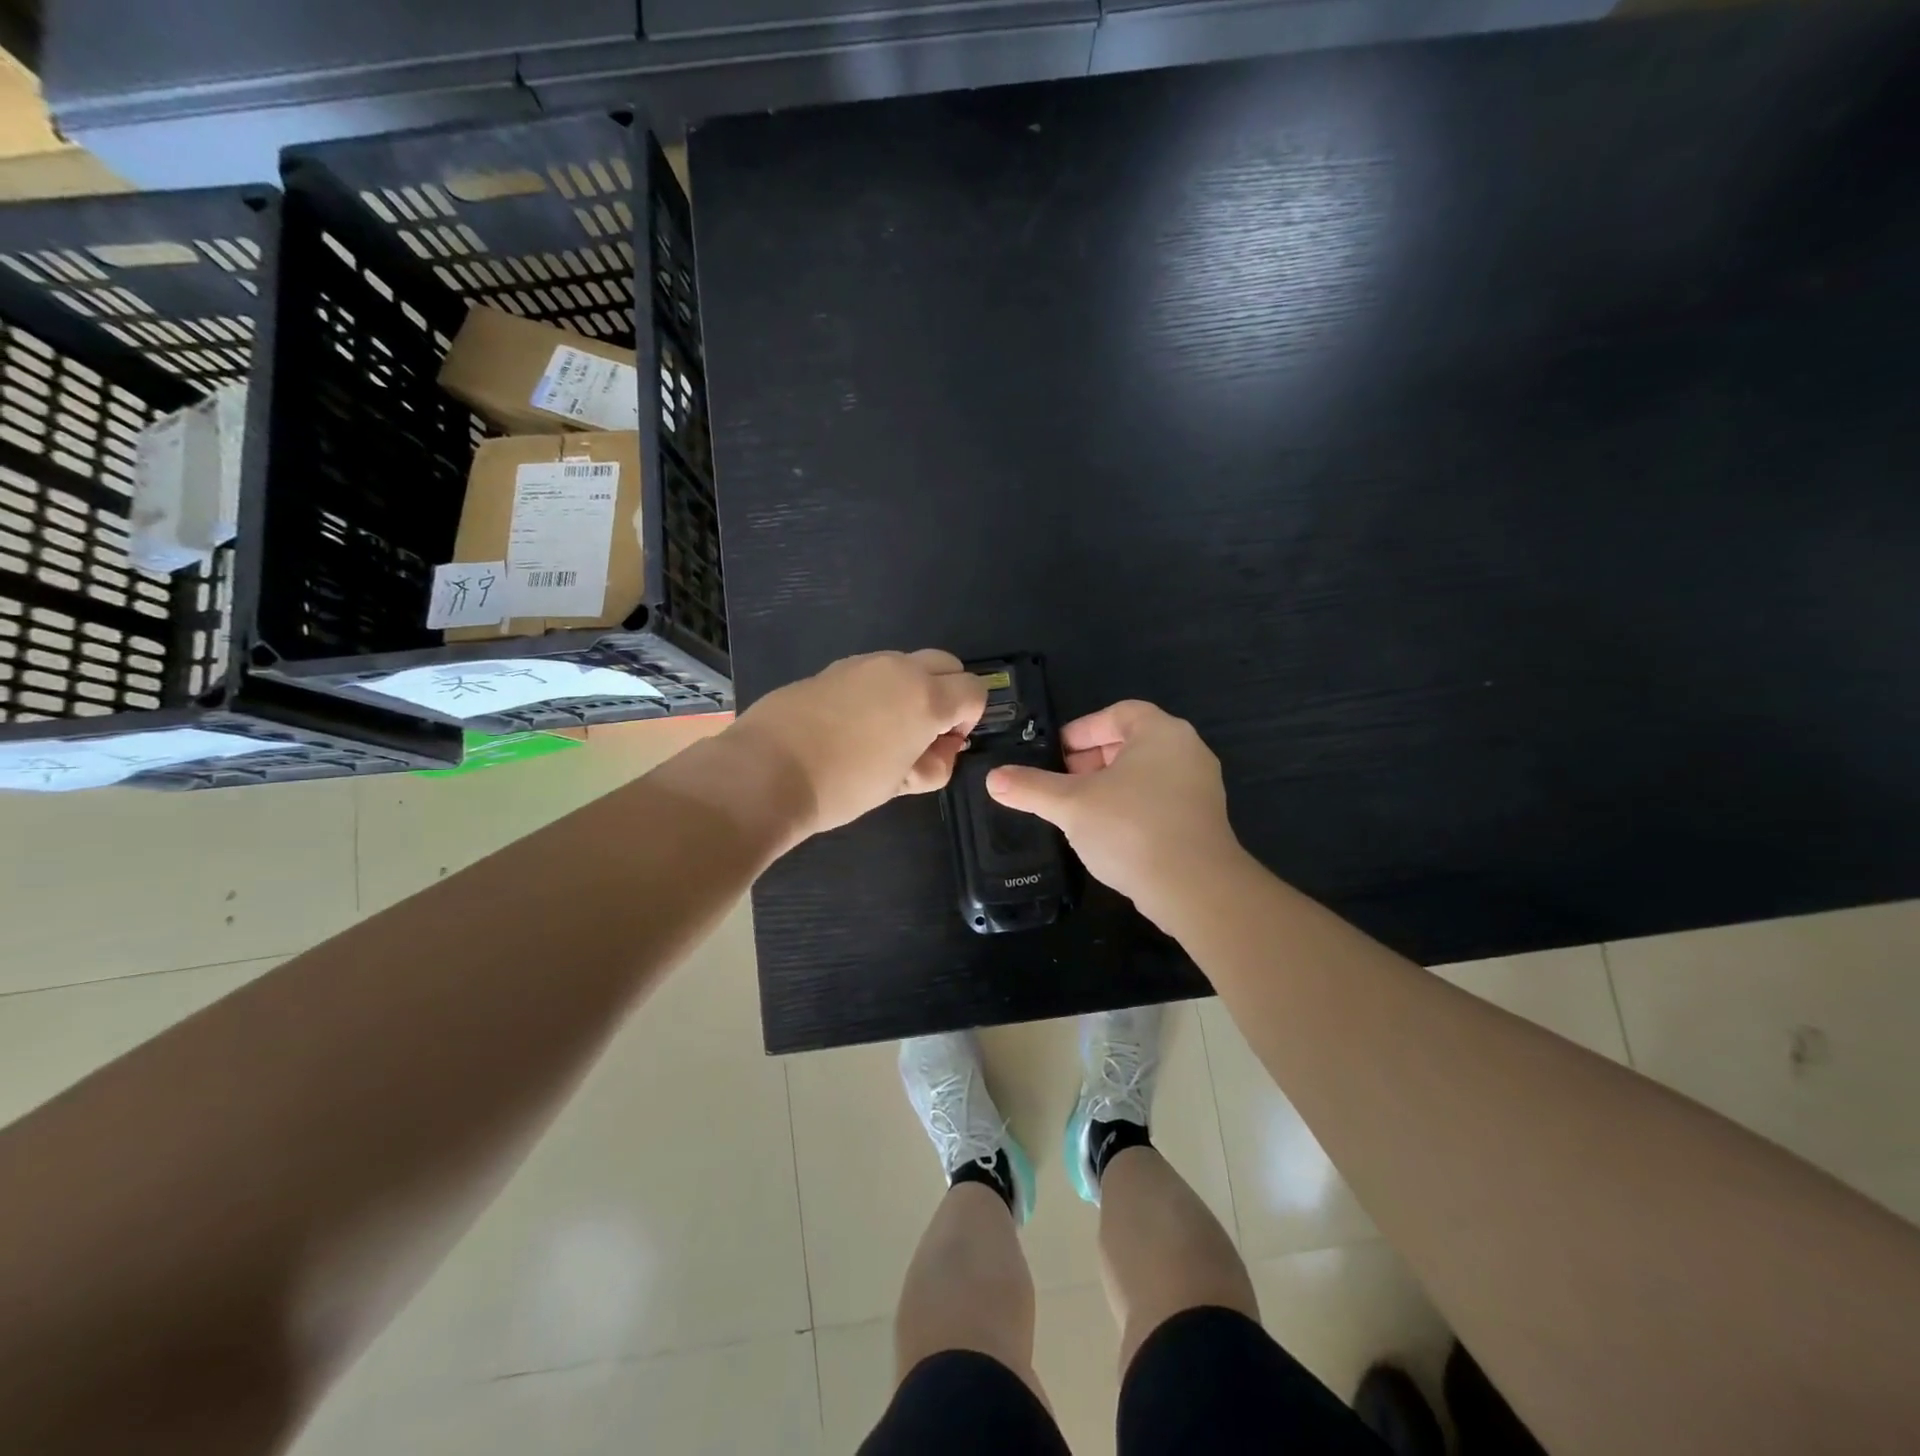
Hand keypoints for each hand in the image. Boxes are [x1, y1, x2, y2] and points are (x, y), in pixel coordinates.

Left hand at [729, 649, 987, 839]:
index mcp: (926, 697)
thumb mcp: (899, 784)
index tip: (946, 744)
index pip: (974, 690)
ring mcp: (862, 664)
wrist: (767, 772)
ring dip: (911, 689)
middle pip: (946, 664)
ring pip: (906, 664)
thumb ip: (933, 765)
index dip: (970, 718)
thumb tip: (942, 751)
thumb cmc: (844, 785)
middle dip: (948, 692)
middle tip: (925, 733)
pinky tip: (851, 726)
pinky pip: (871, 672)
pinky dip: (878, 690)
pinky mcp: (831, 669)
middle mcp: (899, 669)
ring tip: (884, 733)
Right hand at [984, 700, 1240, 912]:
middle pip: (1131, 742)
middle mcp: (1187, 750)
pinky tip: (1107, 832)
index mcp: (1161, 732)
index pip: (1117, 713)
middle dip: (1092, 759)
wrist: (1195, 888)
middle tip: (1062, 781)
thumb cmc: (1131, 829)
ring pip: (1145, 773)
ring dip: (1109, 785)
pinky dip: (1131, 805)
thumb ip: (1031, 788)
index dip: (1082, 730)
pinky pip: (1160, 799)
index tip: (1056, 754)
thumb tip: (993, 779)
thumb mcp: (1071, 805)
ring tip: (1078, 808)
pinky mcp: (1203, 819)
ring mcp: (1200, 786)